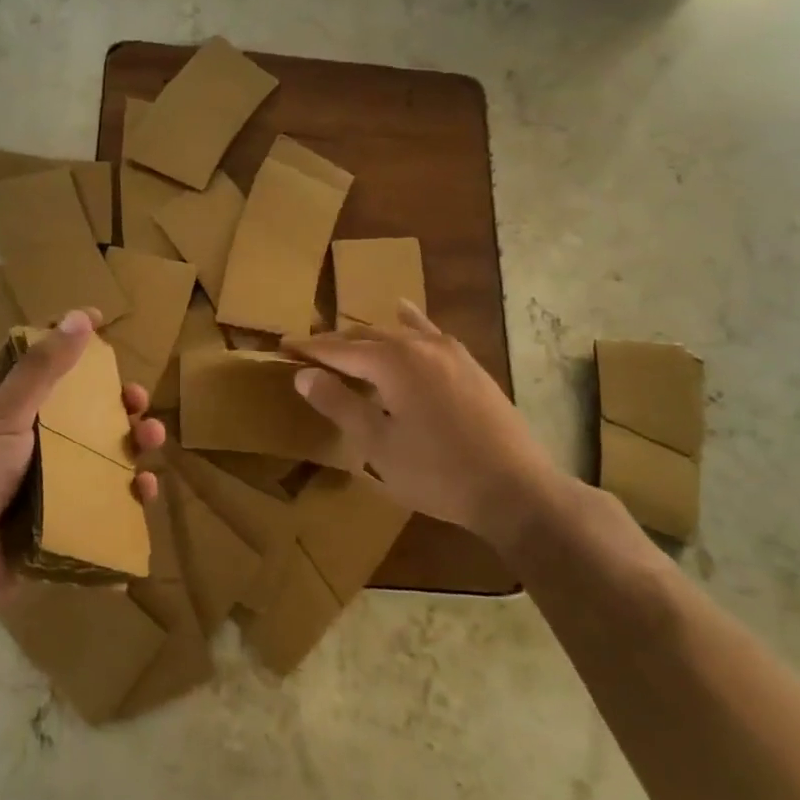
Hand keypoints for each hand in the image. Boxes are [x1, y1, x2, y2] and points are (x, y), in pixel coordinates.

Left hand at [0, 309, 165, 623]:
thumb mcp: (2, 415)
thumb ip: (42, 369)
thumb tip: (79, 317)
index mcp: (5, 405)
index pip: (38, 359)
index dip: (67, 338)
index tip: (101, 321)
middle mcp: (28, 437)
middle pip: (81, 407)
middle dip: (115, 400)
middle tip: (138, 399)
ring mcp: (47, 478)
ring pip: (100, 452)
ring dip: (131, 442)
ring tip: (152, 439)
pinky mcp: (62, 516)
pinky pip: (104, 498)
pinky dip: (127, 493)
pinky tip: (144, 489)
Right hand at [285, 303, 570, 548]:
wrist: (515, 489)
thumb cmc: (437, 473)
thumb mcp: (377, 445)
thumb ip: (339, 404)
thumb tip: (303, 374)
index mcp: (392, 362)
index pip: (338, 349)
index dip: (309, 349)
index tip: (283, 346)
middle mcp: (419, 345)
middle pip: (365, 336)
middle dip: (334, 343)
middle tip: (307, 351)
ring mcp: (449, 351)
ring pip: (396, 333)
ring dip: (366, 337)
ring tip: (344, 343)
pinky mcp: (469, 364)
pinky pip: (429, 332)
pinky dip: (409, 323)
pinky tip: (403, 311)